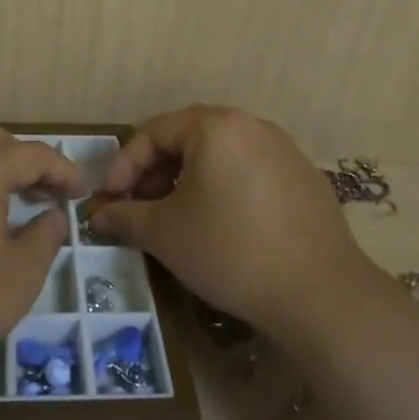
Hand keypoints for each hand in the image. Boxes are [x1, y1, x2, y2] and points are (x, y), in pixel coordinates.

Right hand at [92, 105, 383, 345]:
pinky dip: (224, 190)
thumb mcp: (165, 234)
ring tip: (176, 218)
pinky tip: (221, 227)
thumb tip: (98, 216)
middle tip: (139, 208)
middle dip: (155, 173)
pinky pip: (250, 173)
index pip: (153, 132)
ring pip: (220, 156)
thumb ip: (125, 216)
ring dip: (188, 182)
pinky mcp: (305, 179)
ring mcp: (284, 151)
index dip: (123, 165)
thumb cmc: (230, 251)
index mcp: (215, 126)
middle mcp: (252, 126)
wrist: (320, 294)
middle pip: (187, 139)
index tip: (109, 199)